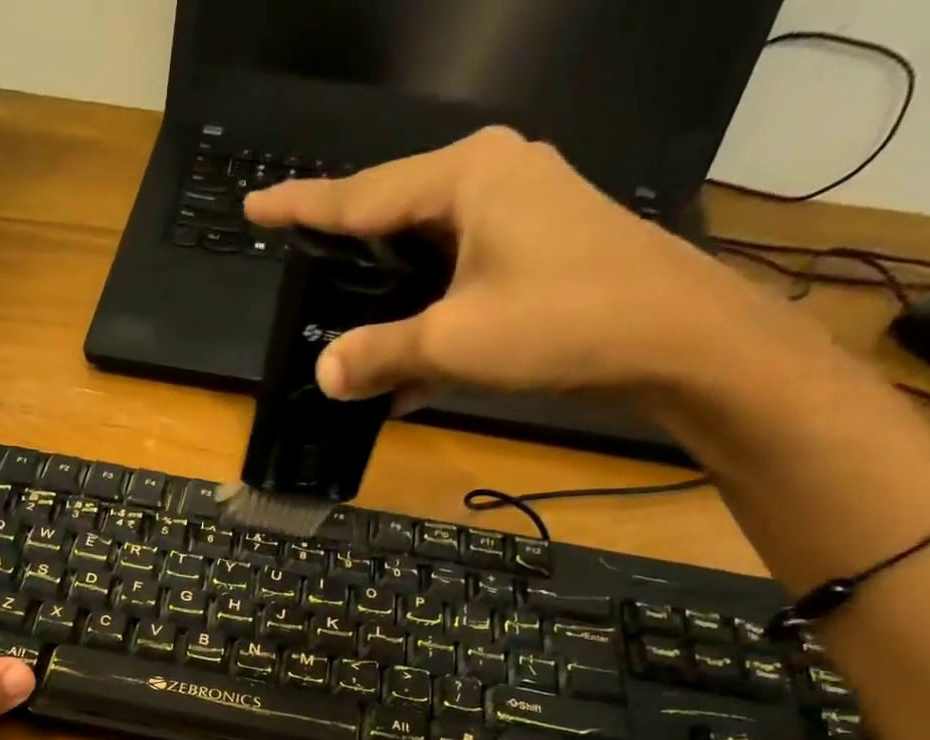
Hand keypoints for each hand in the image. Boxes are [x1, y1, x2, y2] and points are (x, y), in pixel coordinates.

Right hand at [245, 127, 791, 403]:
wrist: (675, 340)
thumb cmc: (560, 322)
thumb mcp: (452, 342)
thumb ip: (379, 354)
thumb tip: (323, 371)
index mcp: (466, 177)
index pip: (361, 194)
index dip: (302, 207)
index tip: (255, 209)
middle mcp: (492, 178)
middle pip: (394, 217)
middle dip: (346, 249)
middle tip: (299, 266)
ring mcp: (520, 214)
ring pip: (426, 255)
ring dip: (387, 299)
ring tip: (344, 323)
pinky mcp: (537, 252)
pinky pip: (459, 280)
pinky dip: (428, 319)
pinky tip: (404, 372)